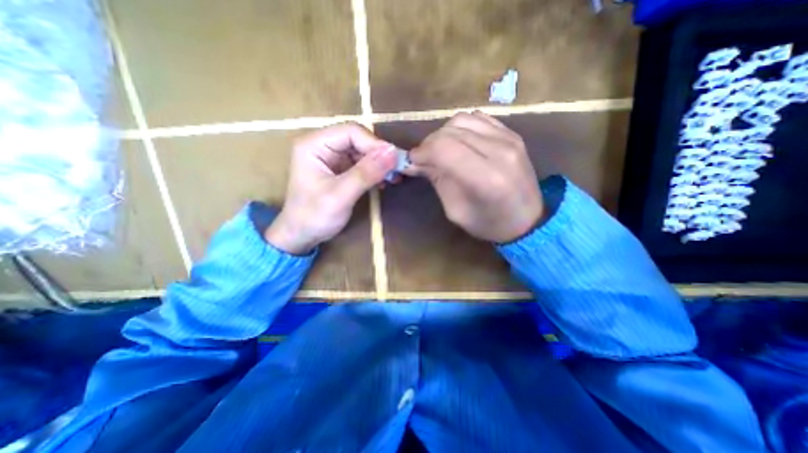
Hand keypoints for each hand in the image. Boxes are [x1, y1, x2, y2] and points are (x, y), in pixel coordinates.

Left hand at [266, 122, 397, 252]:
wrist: (302, 236)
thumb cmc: (314, 216)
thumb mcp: (341, 194)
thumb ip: (366, 173)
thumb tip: (393, 152)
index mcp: (315, 144)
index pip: (351, 132)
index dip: (375, 144)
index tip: (395, 161)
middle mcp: (323, 146)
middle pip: (358, 140)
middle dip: (379, 155)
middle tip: (398, 170)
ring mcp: (332, 158)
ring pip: (362, 152)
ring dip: (379, 164)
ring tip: (394, 178)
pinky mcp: (339, 170)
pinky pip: (361, 164)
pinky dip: (374, 172)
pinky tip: (384, 182)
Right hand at [411, 110, 541, 241]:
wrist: (529, 220)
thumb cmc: (489, 223)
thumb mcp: (456, 211)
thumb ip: (437, 181)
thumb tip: (416, 162)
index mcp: (486, 178)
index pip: (444, 149)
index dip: (422, 152)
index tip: (413, 162)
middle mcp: (499, 151)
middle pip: (451, 132)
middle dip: (429, 144)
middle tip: (424, 159)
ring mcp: (509, 138)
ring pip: (462, 120)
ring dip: (443, 134)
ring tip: (440, 151)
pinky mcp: (512, 134)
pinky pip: (478, 118)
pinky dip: (461, 128)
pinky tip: (459, 143)